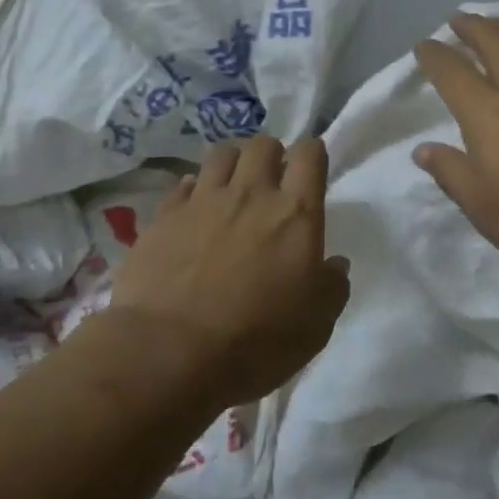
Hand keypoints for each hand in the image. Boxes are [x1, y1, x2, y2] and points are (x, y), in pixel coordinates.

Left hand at [109, 136, 350, 406]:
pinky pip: (183, 185)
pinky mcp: (164, 217)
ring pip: (221, 154)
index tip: (311, 168)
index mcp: (295, 214)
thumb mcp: (316, 326)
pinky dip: (194, 190)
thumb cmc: (255, 341)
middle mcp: (251, 194)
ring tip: (233, 186)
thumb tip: (334, 264)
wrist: (169, 353)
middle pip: (263, 145)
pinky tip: (195, 208)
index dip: (313, 154)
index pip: (310, 155)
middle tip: (271, 181)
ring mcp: (203, 201)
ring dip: (233, 163)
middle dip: (271, 155)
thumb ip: (332, 287)